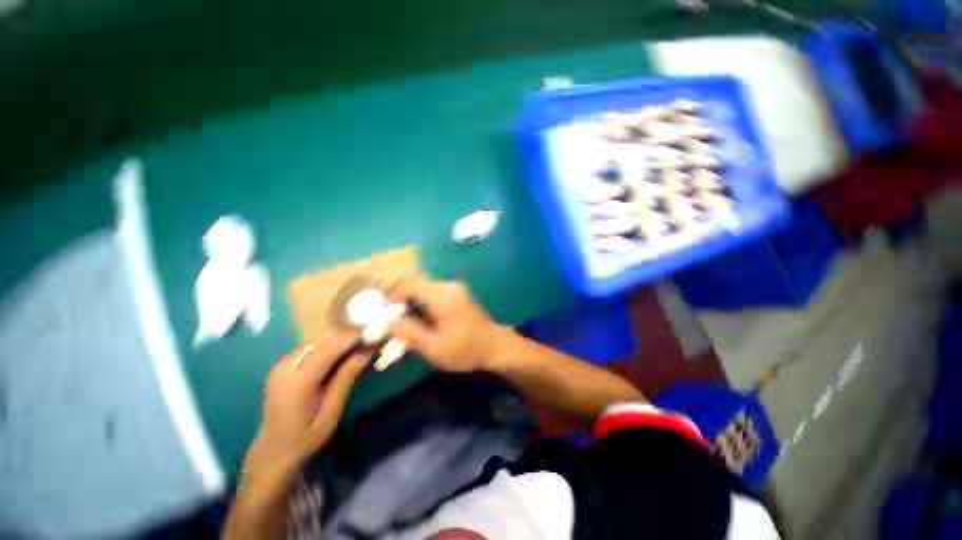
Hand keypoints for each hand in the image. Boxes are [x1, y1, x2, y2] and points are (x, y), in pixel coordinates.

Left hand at [246, 334, 367, 481]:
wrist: (272, 451)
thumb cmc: (305, 438)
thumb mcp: (331, 413)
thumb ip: (345, 380)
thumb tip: (365, 353)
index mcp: (298, 381)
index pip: (329, 347)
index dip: (352, 337)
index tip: (373, 336)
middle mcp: (286, 367)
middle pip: (322, 339)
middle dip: (347, 337)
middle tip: (368, 343)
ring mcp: (282, 364)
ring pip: (317, 340)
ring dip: (338, 340)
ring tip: (357, 349)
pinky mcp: (282, 365)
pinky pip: (310, 347)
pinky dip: (328, 346)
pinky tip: (339, 357)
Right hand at [387, 278, 515, 372]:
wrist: (495, 346)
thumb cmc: (465, 349)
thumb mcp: (434, 348)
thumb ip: (409, 333)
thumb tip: (387, 321)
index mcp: (443, 296)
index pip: (411, 284)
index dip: (394, 297)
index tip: (387, 314)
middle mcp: (449, 286)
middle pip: (417, 286)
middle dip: (402, 302)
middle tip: (395, 322)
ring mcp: (456, 288)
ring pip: (425, 289)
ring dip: (413, 303)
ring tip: (408, 324)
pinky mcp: (459, 293)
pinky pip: (435, 293)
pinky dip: (424, 304)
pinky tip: (425, 321)